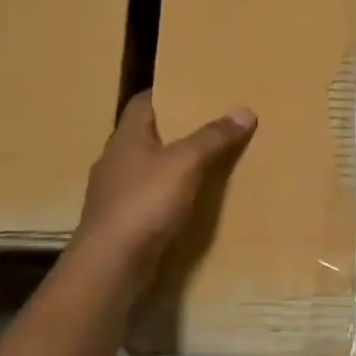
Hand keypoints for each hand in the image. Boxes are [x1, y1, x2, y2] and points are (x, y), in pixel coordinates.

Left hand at [59, 92, 256, 302]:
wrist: (110, 266)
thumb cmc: (144, 203)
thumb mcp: (186, 163)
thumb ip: (213, 137)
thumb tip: (245, 110)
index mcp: (125, 138)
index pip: (142, 102)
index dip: (167, 93)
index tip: (195, 89)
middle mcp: (115, 161)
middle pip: (147, 135)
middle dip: (176, 130)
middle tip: (212, 124)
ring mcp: (114, 195)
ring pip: (148, 169)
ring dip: (172, 166)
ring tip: (208, 162)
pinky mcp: (121, 224)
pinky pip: (149, 199)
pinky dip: (169, 196)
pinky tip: (191, 202)